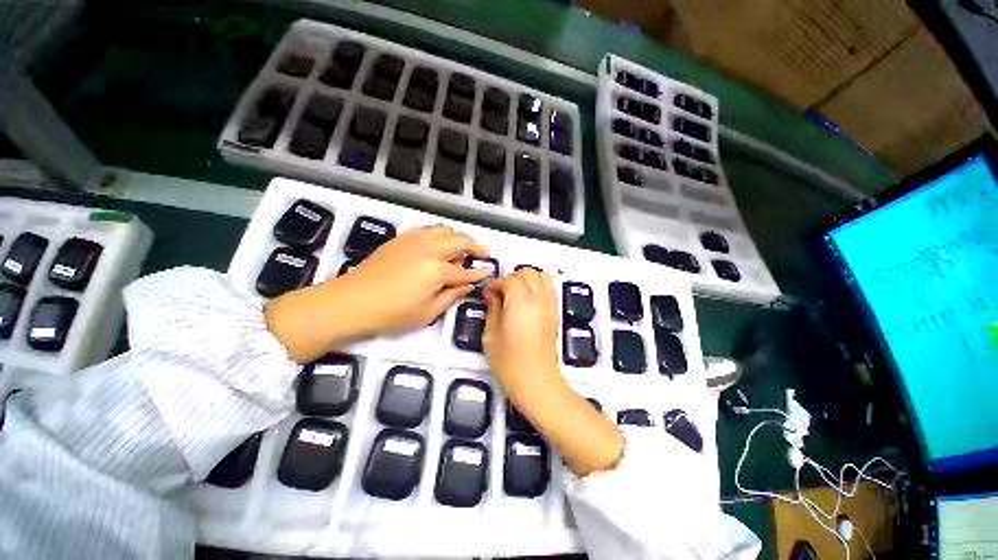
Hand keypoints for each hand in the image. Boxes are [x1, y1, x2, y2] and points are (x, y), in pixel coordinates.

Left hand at [265, 226, 489, 362]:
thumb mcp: (427, 312)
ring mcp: (414, 240)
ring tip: (466, 245)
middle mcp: (429, 249)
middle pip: (459, 241)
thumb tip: (468, 285)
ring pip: (444, 230)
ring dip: (459, 236)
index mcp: (437, 270)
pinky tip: (441, 242)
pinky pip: (428, 229)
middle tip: (485, 252)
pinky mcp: (401, 238)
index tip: (489, 271)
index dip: (480, 272)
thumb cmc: (391, 314)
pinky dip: (440, 233)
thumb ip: (452, 296)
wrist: (351, 301)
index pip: (466, 271)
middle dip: (475, 246)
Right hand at [482, 267, 561, 401]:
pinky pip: (549, 289)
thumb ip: (492, 309)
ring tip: (515, 292)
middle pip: (528, 272)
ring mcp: (549, 306)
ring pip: (542, 276)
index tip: (488, 293)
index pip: (509, 279)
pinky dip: (539, 287)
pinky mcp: (555, 315)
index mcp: (520, 301)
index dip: (495, 284)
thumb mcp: (491, 334)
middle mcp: (538, 300)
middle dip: (512, 277)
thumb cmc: (511, 363)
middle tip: (500, 291)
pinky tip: (527, 300)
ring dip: (527, 279)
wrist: (536, 381)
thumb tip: (492, 296)